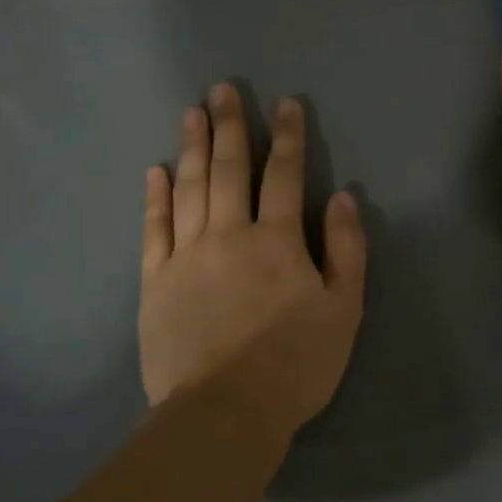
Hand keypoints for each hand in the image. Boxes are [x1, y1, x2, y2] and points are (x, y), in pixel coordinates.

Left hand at [140, 84, 366, 437]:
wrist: (224, 412)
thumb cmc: (296, 364)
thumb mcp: (343, 311)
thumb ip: (347, 251)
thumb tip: (344, 198)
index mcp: (278, 241)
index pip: (285, 176)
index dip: (288, 137)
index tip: (286, 104)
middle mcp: (229, 235)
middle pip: (230, 170)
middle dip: (230, 126)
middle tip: (222, 89)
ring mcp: (186, 256)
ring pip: (189, 189)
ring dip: (193, 148)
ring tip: (191, 113)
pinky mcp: (155, 281)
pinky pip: (154, 228)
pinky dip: (155, 197)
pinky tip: (156, 171)